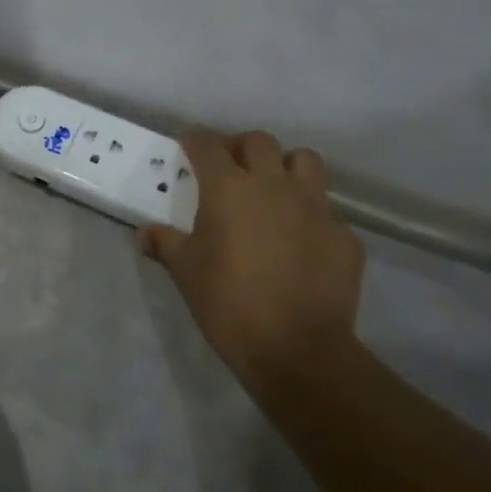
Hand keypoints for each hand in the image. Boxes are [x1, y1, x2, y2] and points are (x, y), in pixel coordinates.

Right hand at [140, 130, 365, 400]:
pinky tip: (302, 242)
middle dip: (241, 148)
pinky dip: (312, 216)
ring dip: (286, 167)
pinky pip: (327, 211)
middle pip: (259, 142)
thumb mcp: (186, 273)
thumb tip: (145, 234)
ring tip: (274, 190)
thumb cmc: (229, 304)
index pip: (208, 146)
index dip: (195, 141)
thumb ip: (165, 245)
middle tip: (230, 169)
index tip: (187, 145)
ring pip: (305, 162)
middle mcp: (274, 185)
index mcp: (229, 189)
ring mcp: (316, 207)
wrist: (297, 350)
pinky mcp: (344, 236)